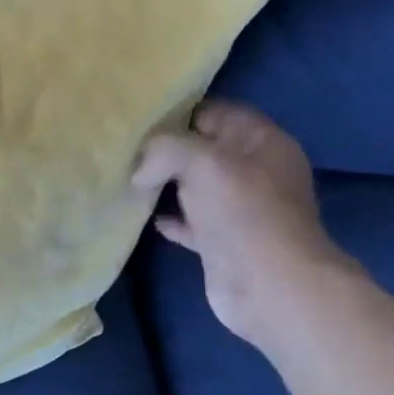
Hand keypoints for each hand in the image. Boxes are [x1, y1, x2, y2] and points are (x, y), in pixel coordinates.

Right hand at [132, 101, 359, 350]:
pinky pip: (189, 220)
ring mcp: (239, 207)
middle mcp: (253, 169)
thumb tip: (140, 172)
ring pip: (193, 185)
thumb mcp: (200, 160)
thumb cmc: (242, 211)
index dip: (176, 113)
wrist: (269, 283)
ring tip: (126, 181)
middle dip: (164, 150)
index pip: (213, 111)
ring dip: (162, 184)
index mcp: (260, 140)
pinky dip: (168, 217)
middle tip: (124, 152)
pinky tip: (145, 216)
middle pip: (200, 148)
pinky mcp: (223, 239)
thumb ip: (163, 149)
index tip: (137, 122)